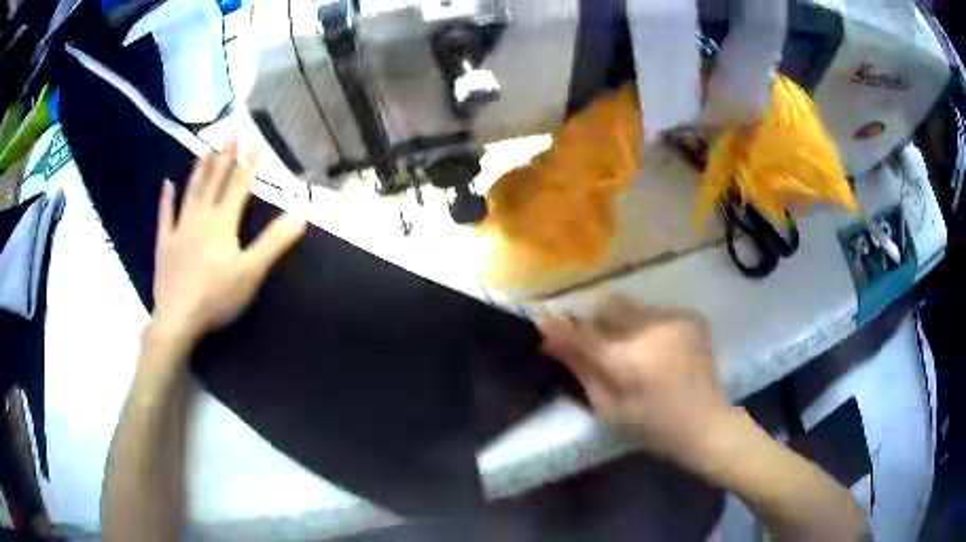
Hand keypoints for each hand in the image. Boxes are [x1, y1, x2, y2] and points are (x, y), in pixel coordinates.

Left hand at [151, 144, 306, 344]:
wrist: (178, 319)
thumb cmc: (217, 296)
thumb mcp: (251, 272)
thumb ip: (274, 241)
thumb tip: (301, 213)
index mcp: (223, 222)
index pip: (239, 186)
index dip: (249, 165)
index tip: (256, 142)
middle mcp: (201, 217)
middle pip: (214, 182)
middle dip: (224, 158)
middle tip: (230, 134)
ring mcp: (180, 229)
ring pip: (191, 192)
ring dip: (199, 170)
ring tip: (206, 149)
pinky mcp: (165, 244)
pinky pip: (165, 216)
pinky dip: (166, 199)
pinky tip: (167, 183)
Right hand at [539, 298, 735, 468]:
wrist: (705, 422)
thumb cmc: (652, 426)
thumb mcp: (608, 408)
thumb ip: (580, 369)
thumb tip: (549, 341)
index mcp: (630, 360)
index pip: (585, 334)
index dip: (561, 326)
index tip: (543, 321)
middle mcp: (652, 330)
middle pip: (608, 306)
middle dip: (593, 320)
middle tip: (593, 342)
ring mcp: (674, 319)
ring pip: (630, 306)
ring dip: (619, 322)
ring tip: (628, 348)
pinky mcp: (689, 316)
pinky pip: (652, 311)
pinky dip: (643, 325)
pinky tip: (653, 349)